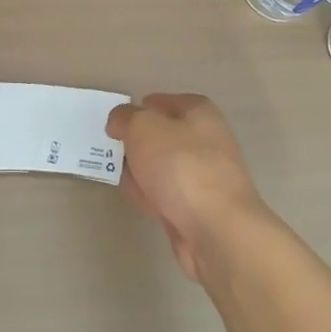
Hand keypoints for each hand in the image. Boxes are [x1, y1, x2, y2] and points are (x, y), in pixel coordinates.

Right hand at [106, 93, 266, 282]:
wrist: (216, 229)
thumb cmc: (181, 165)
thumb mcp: (143, 128)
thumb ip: (126, 118)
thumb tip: (119, 120)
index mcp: (200, 112)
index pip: (165, 102)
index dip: (141, 108)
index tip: (118, 122)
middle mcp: (207, 141)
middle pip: (164, 136)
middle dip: (138, 142)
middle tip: (114, 149)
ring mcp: (205, 177)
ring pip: (164, 167)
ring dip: (142, 170)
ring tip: (119, 175)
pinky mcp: (199, 209)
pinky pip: (168, 195)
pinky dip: (152, 195)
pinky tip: (137, 199)